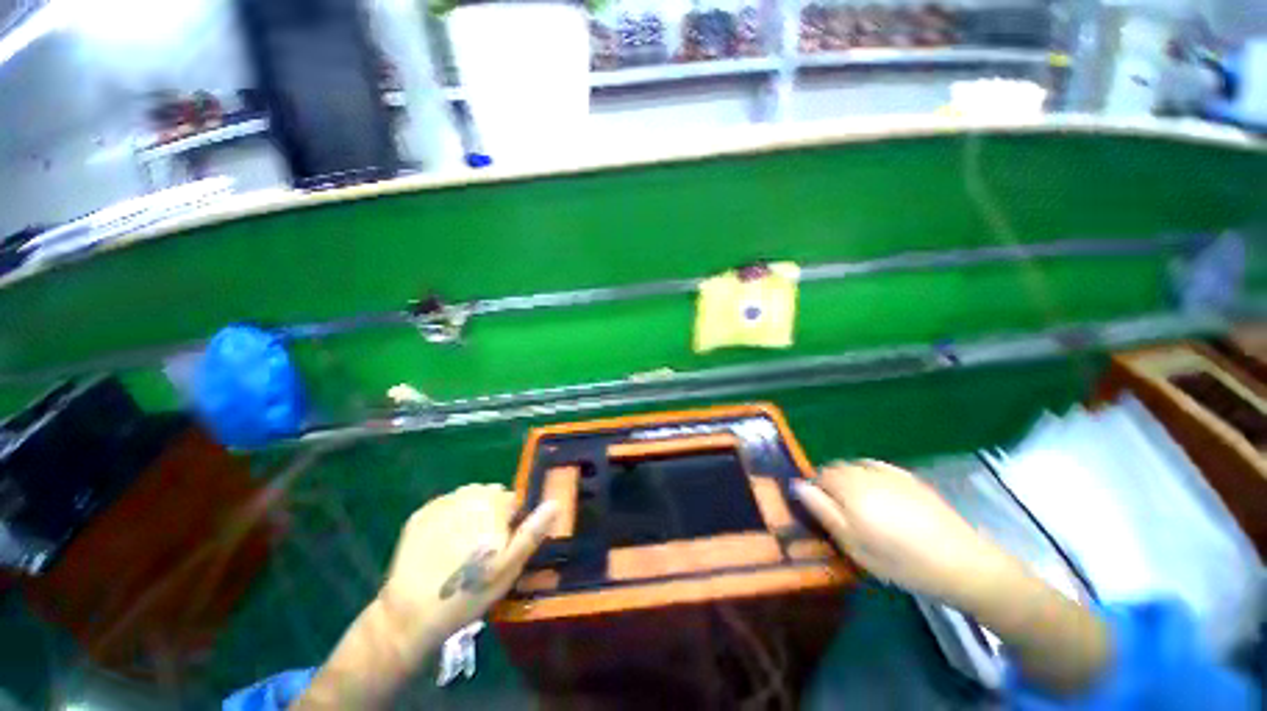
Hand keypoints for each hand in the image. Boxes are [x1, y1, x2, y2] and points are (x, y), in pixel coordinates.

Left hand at [378, 484, 558, 650]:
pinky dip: (448, 520)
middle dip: (491, 515)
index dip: (511, 524)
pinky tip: (441, 546)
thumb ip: (533, 530)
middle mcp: (468, 494)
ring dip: (470, 515)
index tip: (501, 549)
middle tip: (482, 550)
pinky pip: (445, 508)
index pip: (513, 501)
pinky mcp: (420, 515)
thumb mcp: (510, 566)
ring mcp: (441, 503)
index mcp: (493, 503)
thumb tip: (556, 502)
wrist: (410, 614)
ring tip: (461, 548)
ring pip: (468, 500)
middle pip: (490, 497)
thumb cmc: (469, 591)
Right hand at [793, 460, 1012, 606]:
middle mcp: (866, 473)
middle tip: (842, 513)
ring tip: (861, 506)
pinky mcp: (909, 478)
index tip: (823, 512)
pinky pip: (878, 467)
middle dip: (832, 483)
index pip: (820, 475)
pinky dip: (869, 474)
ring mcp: (890, 473)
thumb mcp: (853, 544)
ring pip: (856, 466)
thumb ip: (822, 511)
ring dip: (850, 479)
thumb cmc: (899, 560)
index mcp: (849, 489)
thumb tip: (798, 485)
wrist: (961, 563)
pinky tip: (879, 494)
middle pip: (837, 468)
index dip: (816, 490)